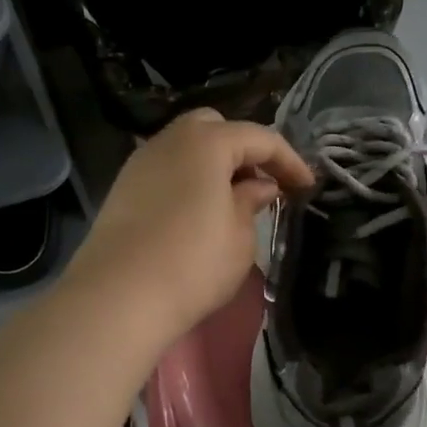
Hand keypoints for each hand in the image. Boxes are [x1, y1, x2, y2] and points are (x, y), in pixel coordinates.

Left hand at [64, 108, 314, 346]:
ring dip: (215, 165)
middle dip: (244, 150)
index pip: (259, 138)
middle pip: (215, 128)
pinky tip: (199, 212)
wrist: (119, 297)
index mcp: (207, 142)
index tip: (307, 187)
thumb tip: (258, 186)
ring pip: (186, 147)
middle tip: (263, 185)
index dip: (289, 161)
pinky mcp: (123, 188)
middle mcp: (170, 140)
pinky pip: (167, 169)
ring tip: (233, 201)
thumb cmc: (193, 264)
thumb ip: (251, 202)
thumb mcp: (240, 237)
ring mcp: (141, 162)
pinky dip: (189, 180)